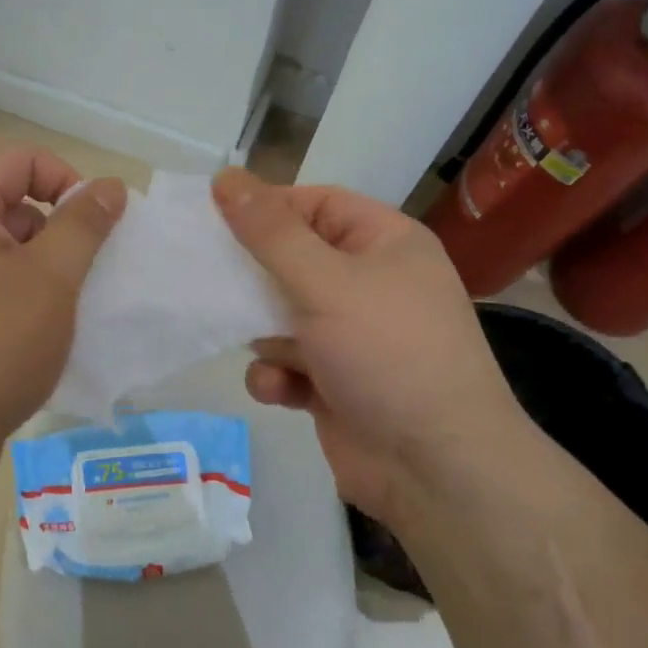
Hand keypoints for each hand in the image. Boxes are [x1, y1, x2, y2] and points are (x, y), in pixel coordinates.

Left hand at [0, 146, 126, 496]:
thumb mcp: (51, 279)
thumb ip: (85, 224)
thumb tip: (109, 185)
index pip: (23, 159)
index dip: (70, 183)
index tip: (97, 231)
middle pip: (7, 202)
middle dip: (53, 233)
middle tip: (78, 280)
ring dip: (34, 270)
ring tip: (55, 314)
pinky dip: (8, 296)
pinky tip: (26, 337)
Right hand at [211, 167, 524, 522]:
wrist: (437, 470)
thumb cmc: (387, 353)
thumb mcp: (325, 282)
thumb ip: (270, 233)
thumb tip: (226, 178)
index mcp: (385, 244)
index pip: (317, 204)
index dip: (268, 208)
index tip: (216, 219)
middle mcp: (371, 284)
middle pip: (294, 260)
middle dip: (254, 275)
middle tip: (210, 278)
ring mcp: (353, 337)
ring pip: (283, 314)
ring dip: (262, 331)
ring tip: (262, 345)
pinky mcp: (335, 384)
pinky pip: (290, 363)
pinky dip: (277, 374)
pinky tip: (280, 389)